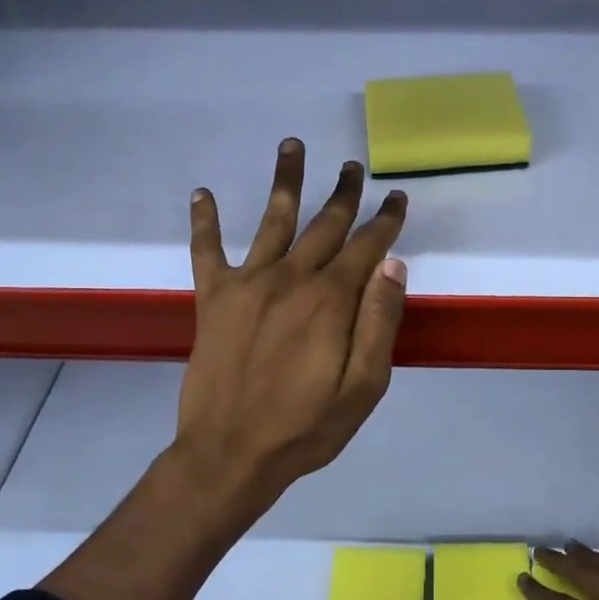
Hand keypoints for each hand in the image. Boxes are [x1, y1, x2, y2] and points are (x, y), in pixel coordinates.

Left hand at [178, 139, 408, 510]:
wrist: (230, 454)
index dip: (385, 219)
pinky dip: (204, 220)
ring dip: (286, 181)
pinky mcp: (213, 299)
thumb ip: (380, 322)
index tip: (396, 196)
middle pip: (324, 224)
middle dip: (344, 193)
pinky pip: (207, 250)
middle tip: (353, 167)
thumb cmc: (306, 426)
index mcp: (331, 300)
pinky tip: (202, 193)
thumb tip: (393, 266)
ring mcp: (248, 284)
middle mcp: (291, 279)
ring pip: (272, 220)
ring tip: (293, 145)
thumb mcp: (364, 386)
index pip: (367, 246)